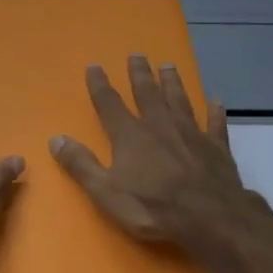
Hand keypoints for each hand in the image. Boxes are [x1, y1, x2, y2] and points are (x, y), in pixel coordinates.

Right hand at [50, 54, 265, 252]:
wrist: (210, 218)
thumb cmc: (153, 207)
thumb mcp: (106, 192)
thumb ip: (81, 164)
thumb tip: (55, 139)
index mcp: (130, 135)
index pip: (109, 103)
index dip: (100, 85)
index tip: (94, 66)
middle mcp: (159, 125)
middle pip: (147, 93)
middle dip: (139, 74)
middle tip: (137, 54)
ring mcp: (191, 134)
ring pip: (179, 101)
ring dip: (173, 83)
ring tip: (169, 65)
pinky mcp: (217, 147)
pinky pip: (215, 124)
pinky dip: (215, 112)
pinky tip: (217, 101)